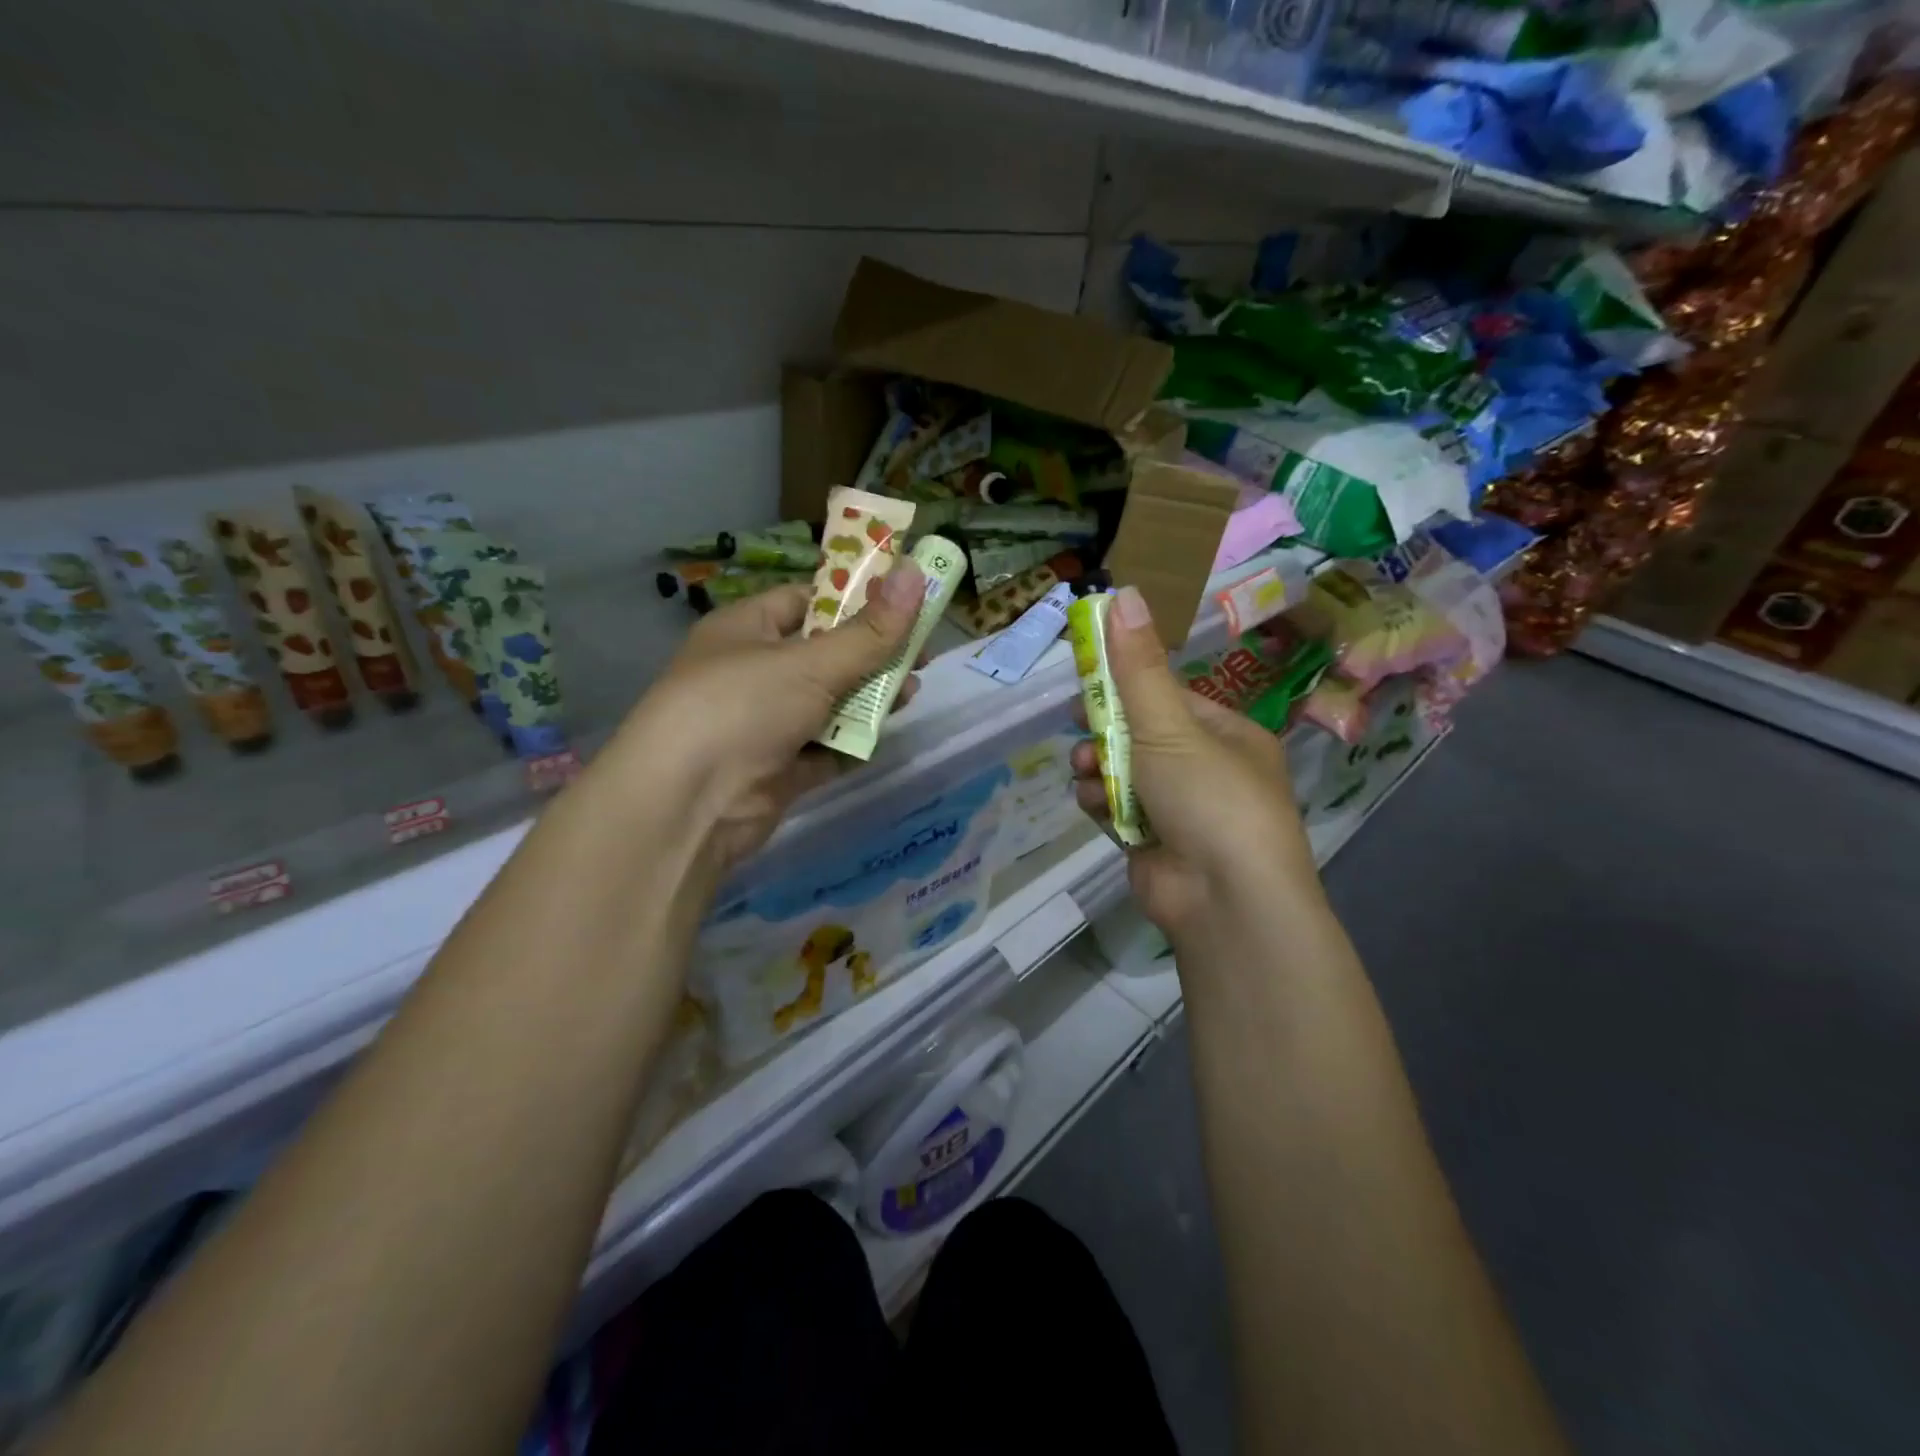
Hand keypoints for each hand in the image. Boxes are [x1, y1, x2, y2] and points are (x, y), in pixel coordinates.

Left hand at [602, 561, 926, 869]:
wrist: (687, 805)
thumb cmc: (742, 707)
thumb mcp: (811, 662)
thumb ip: (870, 631)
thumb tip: (916, 574)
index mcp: (746, 629)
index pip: (806, 601)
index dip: (853, 598)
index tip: (903, 601)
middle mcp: (753, 673)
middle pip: (824, 655)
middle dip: (871, 655)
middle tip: (921, 655)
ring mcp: (764, 724)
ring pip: (827, 704)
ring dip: (867, 700)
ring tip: (911, 694)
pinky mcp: (777, 770)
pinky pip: (823, 750)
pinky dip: (850, 744)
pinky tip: (882, 738)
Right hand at [1069, 586, 1319, 939]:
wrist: (1226, 901)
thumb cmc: (1208, 796)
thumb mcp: (1170, 725)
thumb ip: (1137, 666)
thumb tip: (1122, 591)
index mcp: (1226, 734)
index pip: (1167, 695)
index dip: (1125, 683)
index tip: (1086, 675)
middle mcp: (1206, 769)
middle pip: (1141, 734)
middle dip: (1105, 730)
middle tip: (1076, 722)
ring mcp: (1181, 810)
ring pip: (1124, 773)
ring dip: (1099, 768)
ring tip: (1086, 772)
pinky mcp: (1155, 844)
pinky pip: (1119, 810)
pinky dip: (1103, 805)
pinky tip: (1095, 806)